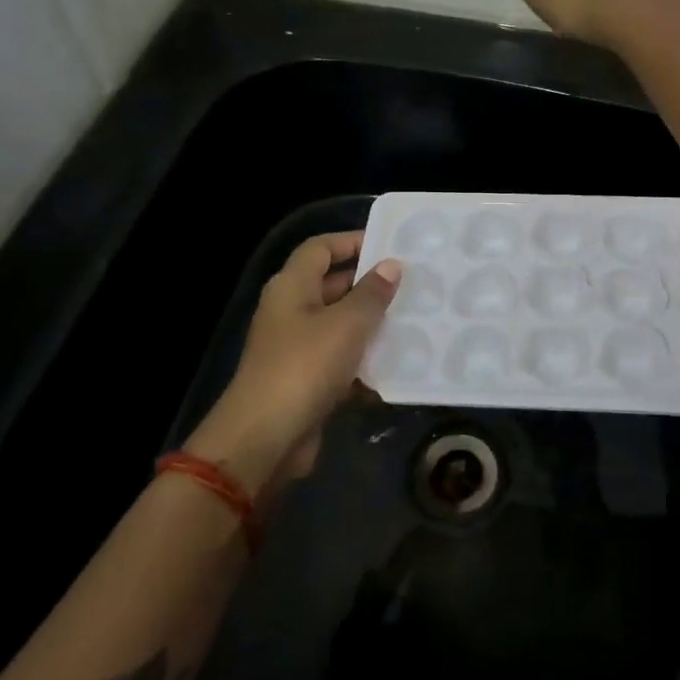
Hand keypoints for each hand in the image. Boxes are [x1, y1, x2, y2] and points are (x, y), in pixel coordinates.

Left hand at [187, 232, 399, 486]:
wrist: (265, 438)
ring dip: (373, 325)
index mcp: (292, 287)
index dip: (352, 241)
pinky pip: (342, 361)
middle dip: (370, 285)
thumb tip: (391, 266)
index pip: (320, 248)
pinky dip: (366, 362)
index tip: (390, 245)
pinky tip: (398, 365)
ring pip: (341, 326)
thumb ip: (372, 293)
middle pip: (332, 285)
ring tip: (415, 321)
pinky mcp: (307, 381)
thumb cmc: (305, 367)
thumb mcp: (347, 324)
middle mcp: (291, 312)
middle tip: (413, 285)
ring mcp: (297, 348)